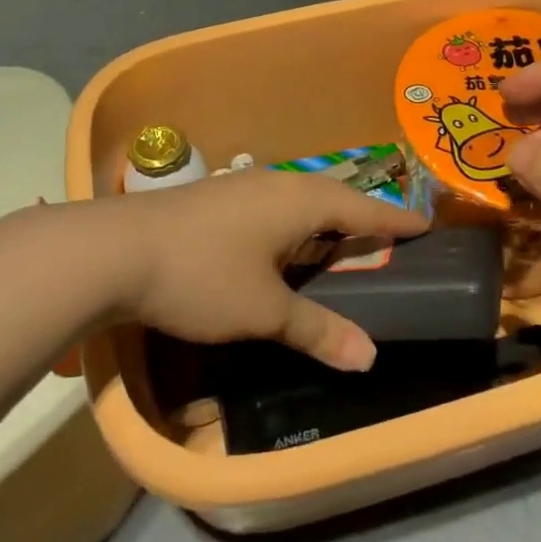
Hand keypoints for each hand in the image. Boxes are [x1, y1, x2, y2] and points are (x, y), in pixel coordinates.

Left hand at [80, 169, 426, 371]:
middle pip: (332, 198)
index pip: (363, 209)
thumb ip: (317, 329)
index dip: (395, 221)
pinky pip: (273, 208)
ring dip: (323, 222)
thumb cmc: (202, 276)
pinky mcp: (216, 199)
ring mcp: (242, 187)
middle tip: (385, 242)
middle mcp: (276, 184)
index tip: (425, 226)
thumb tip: (369, 357)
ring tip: (339, 246)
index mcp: (300, 201)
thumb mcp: (264, 311)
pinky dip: (293, 227)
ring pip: (299, 201)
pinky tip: (281, 248)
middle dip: (360, 220)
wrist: (115, 251)